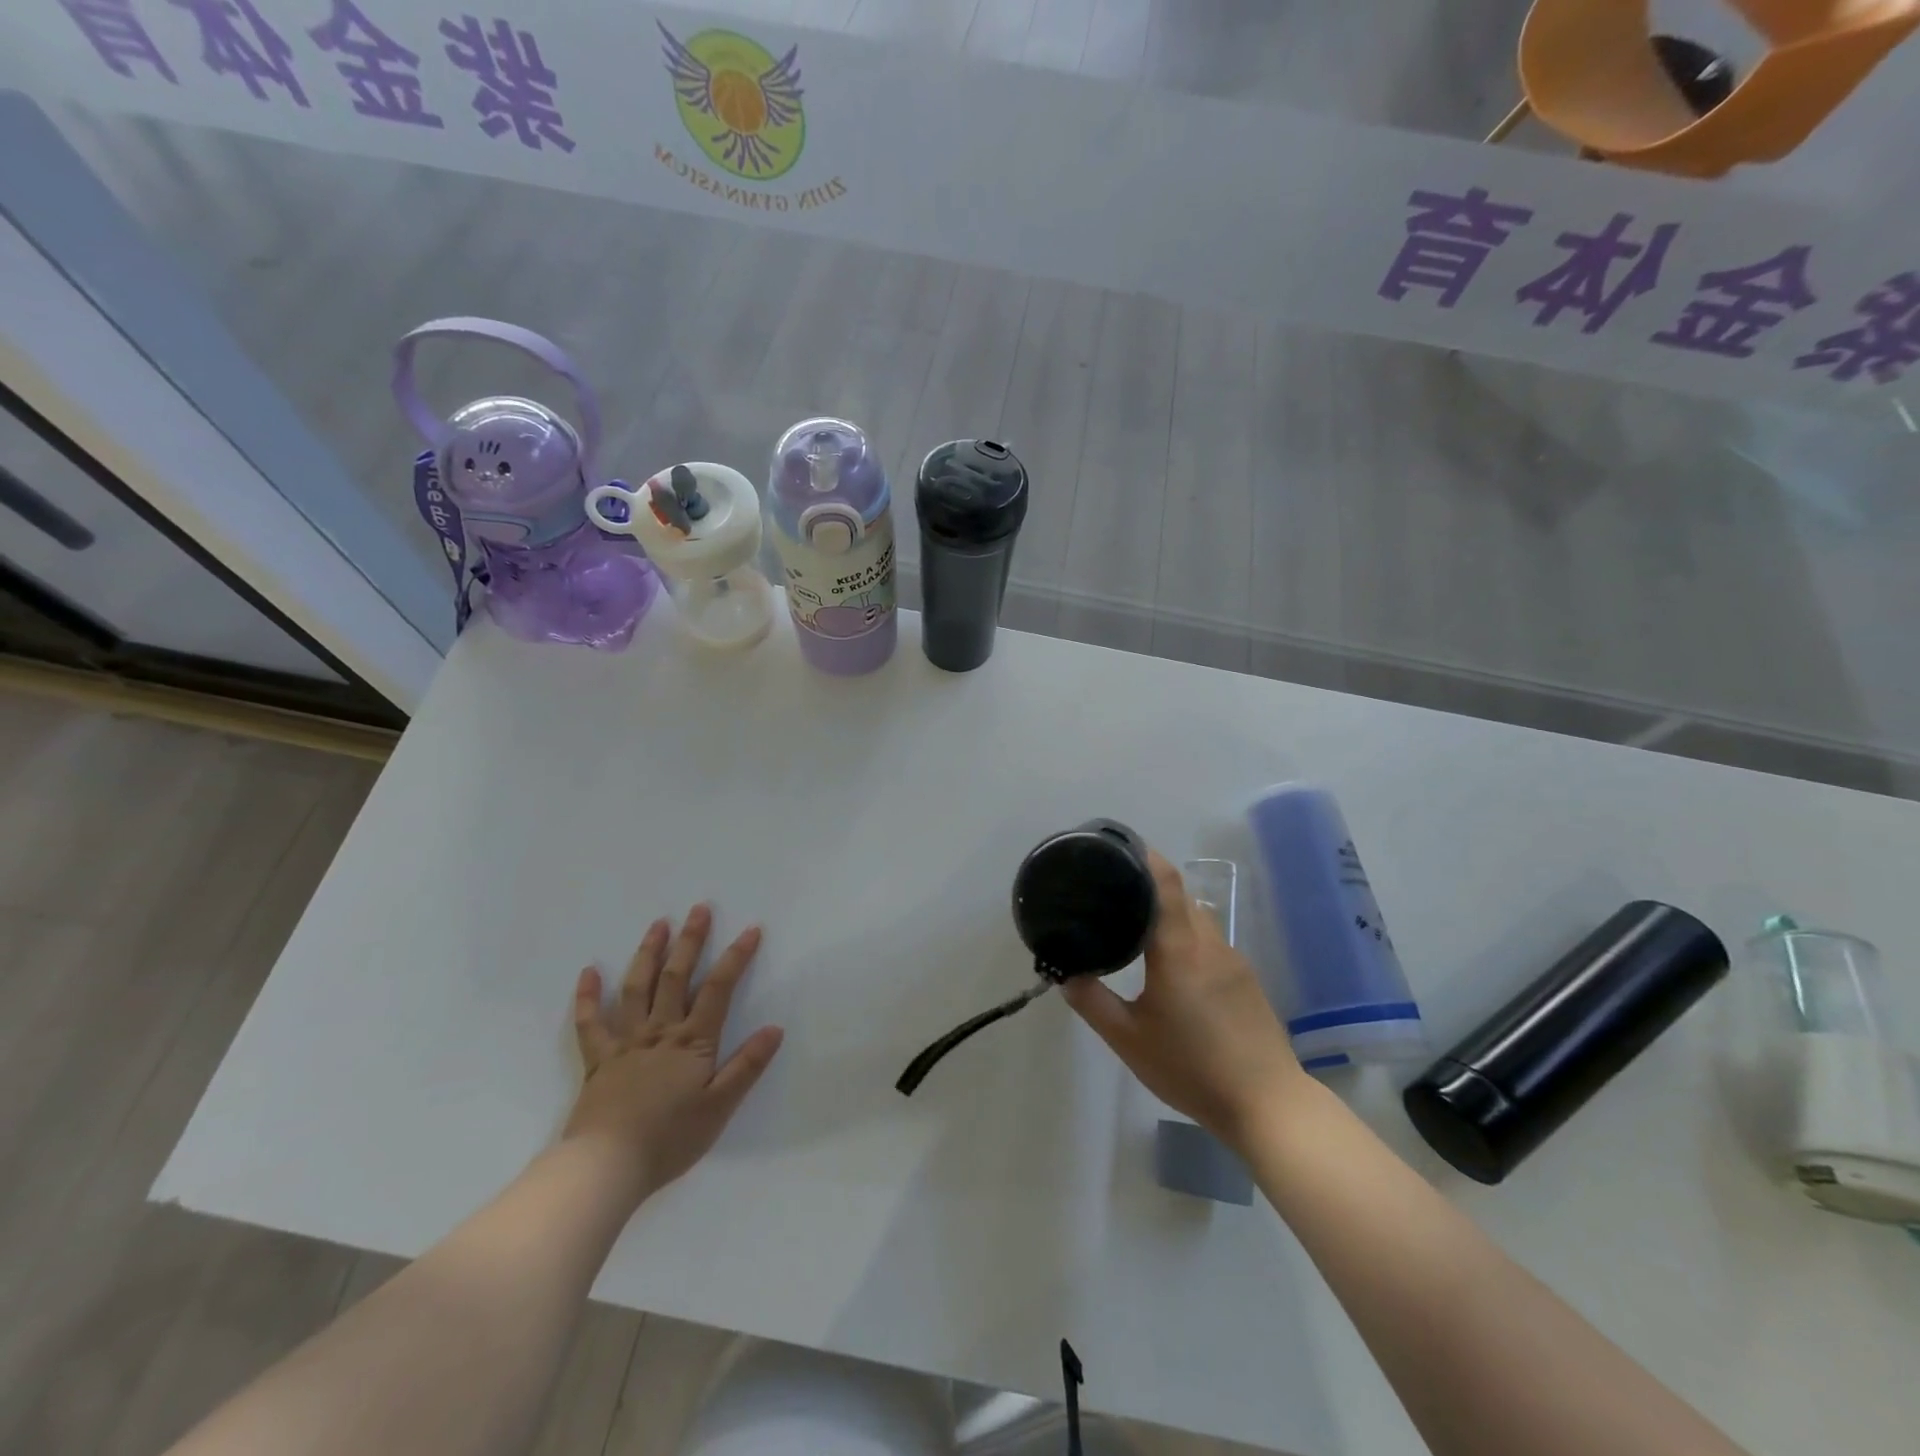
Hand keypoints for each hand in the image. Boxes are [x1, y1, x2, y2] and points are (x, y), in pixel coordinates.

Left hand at [565, 906, 783, 1204]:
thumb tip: (774, 1028)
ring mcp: (626, 1042)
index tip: (751, 929)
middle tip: (699, 909)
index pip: (719, 988)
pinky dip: (588, 996)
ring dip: (648, 953)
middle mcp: (660, 1031)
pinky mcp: (599, 1060)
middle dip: (691, 941)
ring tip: (658, 924)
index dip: (736, 957)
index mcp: (692, 1041)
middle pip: (677, 976)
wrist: (607, 1167)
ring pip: (637, 988)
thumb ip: (747, 1066)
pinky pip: (590, 1023)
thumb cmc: (670, 1138)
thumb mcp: (720, 1106)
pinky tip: (589, 971)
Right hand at [1061, 851, 1305, 1148]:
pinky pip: (1211, 942)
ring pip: (1198, 919)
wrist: (1268, 1105)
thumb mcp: (1129, 1040)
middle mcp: (1210, 944)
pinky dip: (1188, 937)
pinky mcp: (1247, 980)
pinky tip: (1173, 965)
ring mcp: (1234, 960)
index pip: (1166, 883)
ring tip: (1139, 926)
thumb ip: (1094, 1003)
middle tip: (1115, 893)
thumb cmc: (1192, 1068)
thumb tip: (1066, 974)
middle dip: (1150, 886)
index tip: (1120, 848)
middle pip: (1181, 896)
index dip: (1145, 857)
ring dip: (1171, 914)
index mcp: (1179, 949)